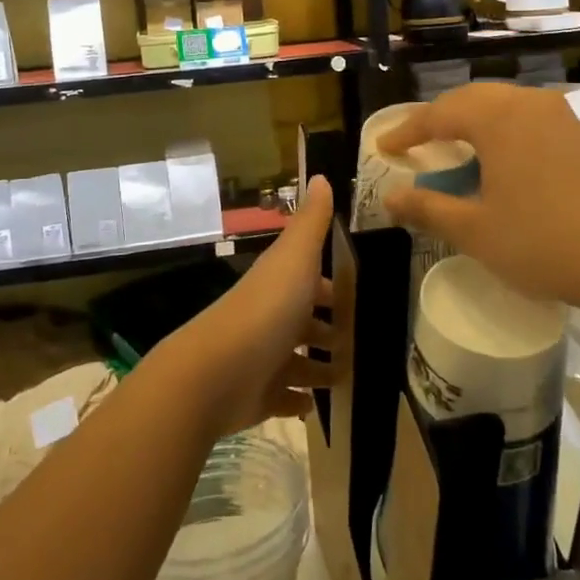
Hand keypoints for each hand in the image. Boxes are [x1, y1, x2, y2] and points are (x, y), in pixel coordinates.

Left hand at [148, 176, 340, 439]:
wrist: (218, 373)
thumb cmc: (266, 310)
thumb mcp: (295, 258)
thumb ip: (311, 222)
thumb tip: (320, 175)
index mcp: (279, 284)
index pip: (310, 280)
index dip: (331, 286)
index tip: (360, 296)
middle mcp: (270, 318)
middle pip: (304, 320)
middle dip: (328, 329)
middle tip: (362, 340)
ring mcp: (263, 358)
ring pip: (297, 360)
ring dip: (319, 366)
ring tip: (348, 375)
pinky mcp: (258, 396)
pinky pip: (283, 396)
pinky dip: (298, 399)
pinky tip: (316, 405)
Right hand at [380, 83, 579, 312]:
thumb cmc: (542, 242)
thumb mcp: (474, 230)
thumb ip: (427, 208)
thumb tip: (390, 198)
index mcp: (496, 118)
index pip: (438, 114)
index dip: (406, 131)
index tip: (383, 147)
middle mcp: (527, 103)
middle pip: (470, 99)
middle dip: (438, 119)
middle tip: (414, 143)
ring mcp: (558, 116)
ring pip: (501, 105)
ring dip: (471, 121)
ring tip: (451, 146)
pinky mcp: (579, 134)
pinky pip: (526, 117)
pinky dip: (500, 129)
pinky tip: (498, 158)